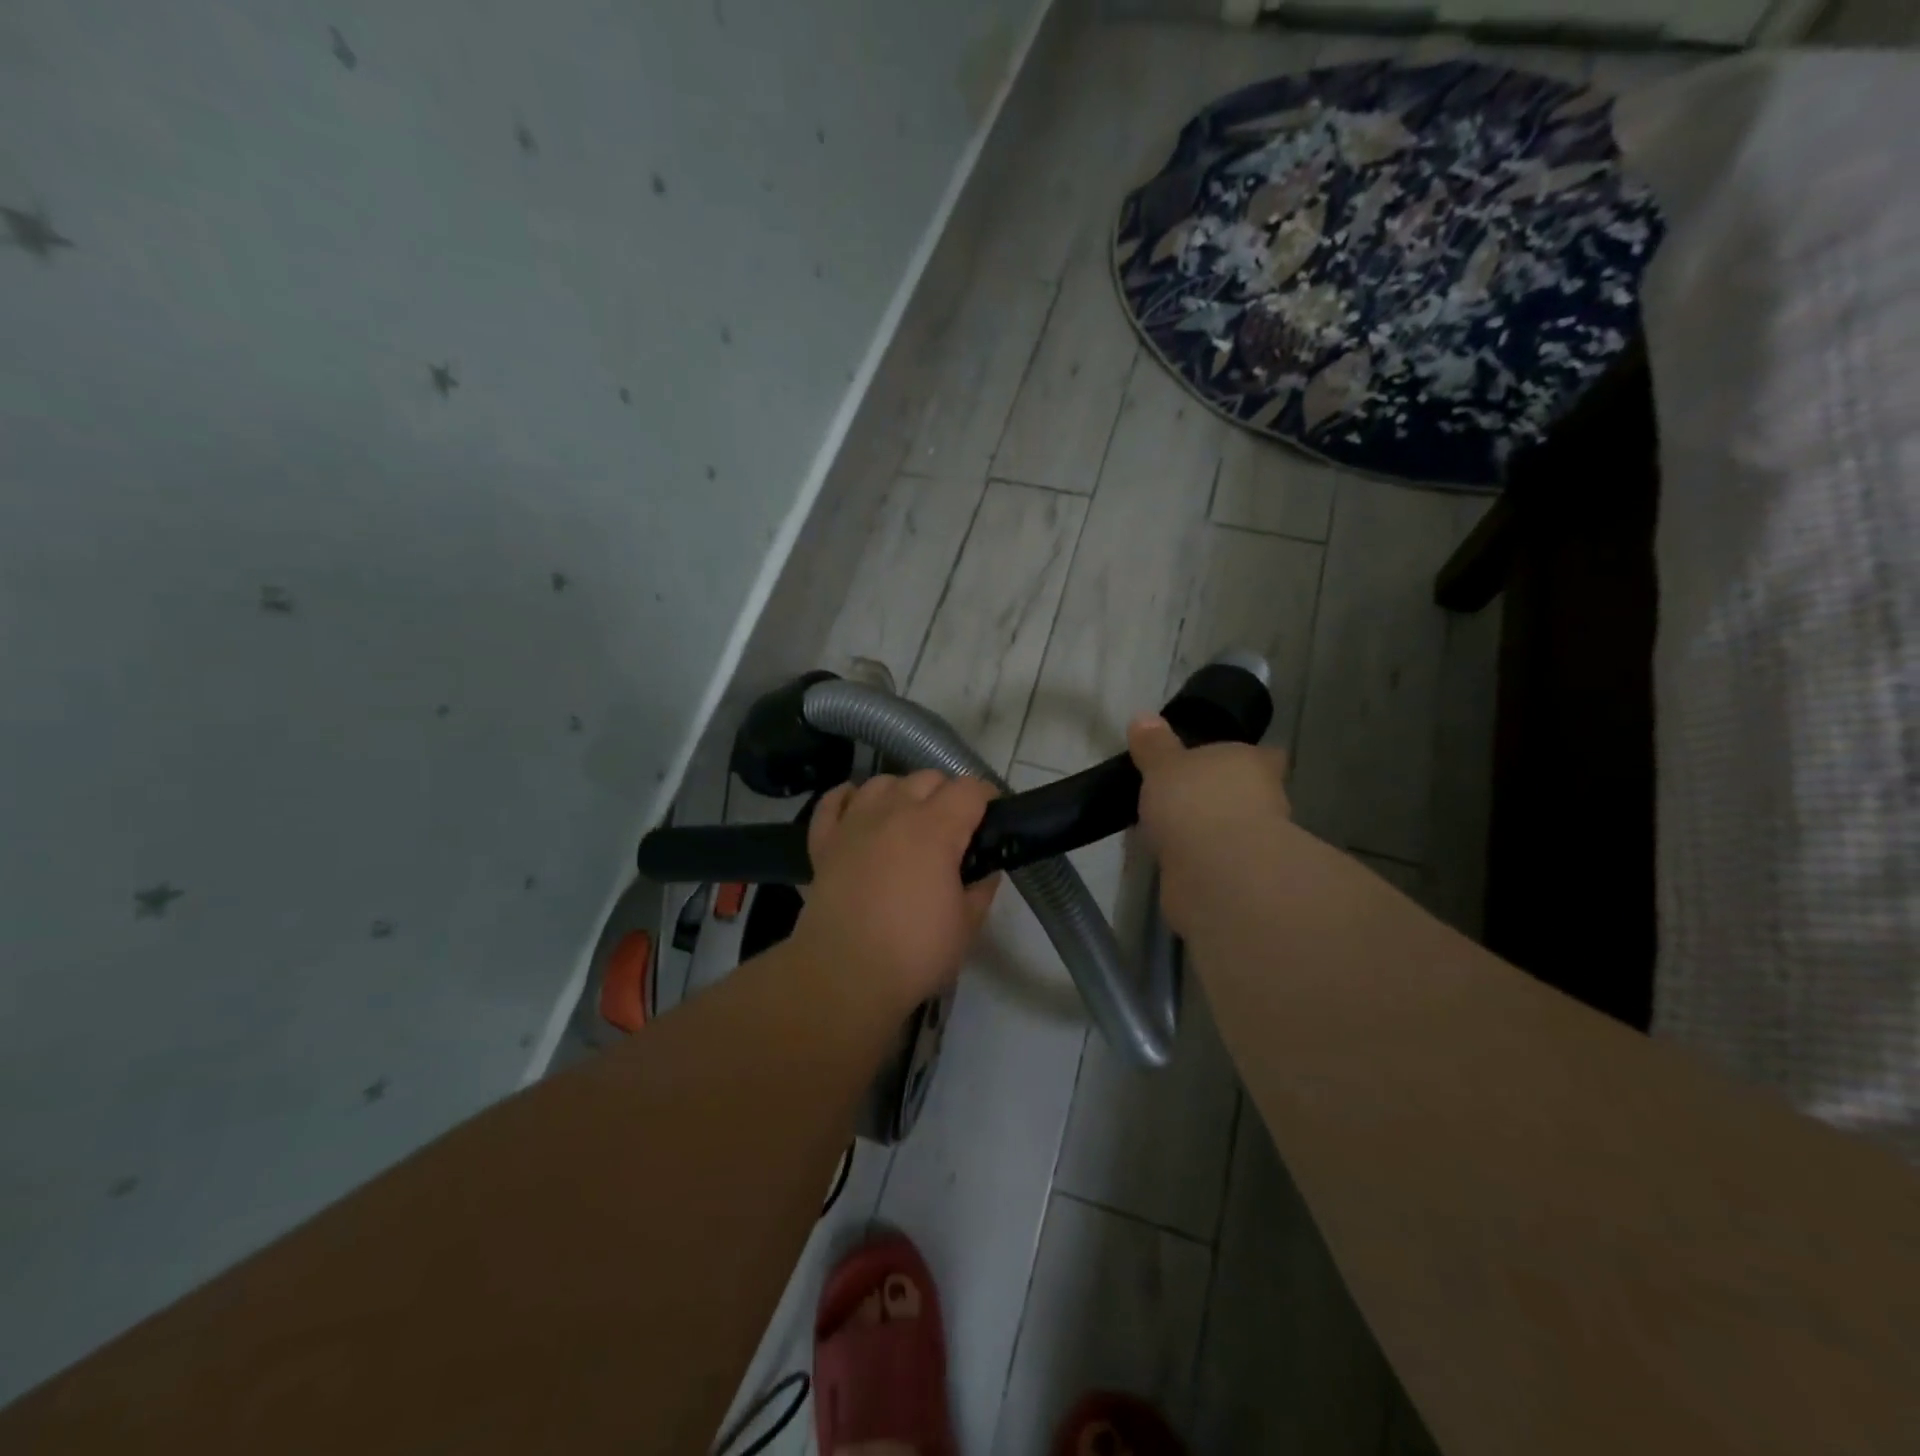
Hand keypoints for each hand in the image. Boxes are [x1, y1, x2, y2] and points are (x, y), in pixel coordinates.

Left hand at [793, 770, 1000, 1011]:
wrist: (844, 974)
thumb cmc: (914, 952)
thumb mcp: (966, 925)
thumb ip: (981, 889)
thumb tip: (986, 871)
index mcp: (936, 828)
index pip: (970, 789)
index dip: (987, 798)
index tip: (992, 818)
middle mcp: (894, 812)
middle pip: (927, 778)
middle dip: (947, 793)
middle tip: (954, 827)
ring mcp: (855, 823)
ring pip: (882, 781)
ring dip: (902, 792)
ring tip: (908, 818)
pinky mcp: (824, 841)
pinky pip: (834, 800)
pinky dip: (848, 797)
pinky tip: (858, 807)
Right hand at [1127, 714, 1294, 935]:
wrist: (1216, 873)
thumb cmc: (1195, 801)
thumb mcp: (1164, 764)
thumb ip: (1154, 746)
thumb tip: (1143, 717)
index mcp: (1252, 762)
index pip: (1260, 756)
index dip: (1241, 759)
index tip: (1217, 762)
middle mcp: (1264, 800)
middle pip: (1246, 793)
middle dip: (1221, 797)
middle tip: (1182, 797)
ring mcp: (1254, 842)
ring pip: (1230, 829)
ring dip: (1208, 831)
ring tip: (1168, 829)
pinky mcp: (1238, 877)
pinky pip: (1213, 859)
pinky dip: (1197, 859)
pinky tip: (1170, 858)